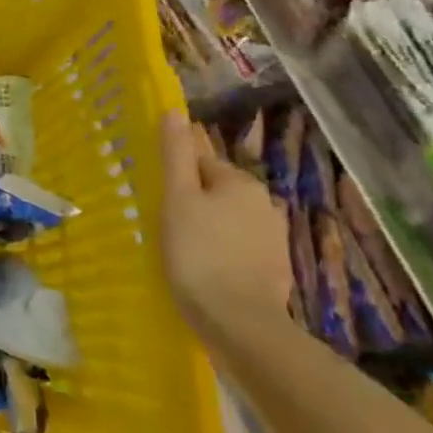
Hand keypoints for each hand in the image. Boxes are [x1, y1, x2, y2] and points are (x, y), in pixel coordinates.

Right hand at [159, 110, 294, 333]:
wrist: (239, 321)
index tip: (158, 202)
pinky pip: (238, 249)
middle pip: (215, 192)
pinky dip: (221, 254)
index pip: (199, 164)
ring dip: (207, 230)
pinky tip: (204, 271)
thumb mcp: (177, 198)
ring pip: (227, 222)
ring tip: (181, 252)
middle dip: (192, 204)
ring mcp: (273, 239)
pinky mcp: (274, 269)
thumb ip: (176, 154)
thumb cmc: (199, 252)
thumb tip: (174, 111)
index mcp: (240, 182)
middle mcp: (264, 203)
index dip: (175, 181)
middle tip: (164, 228)